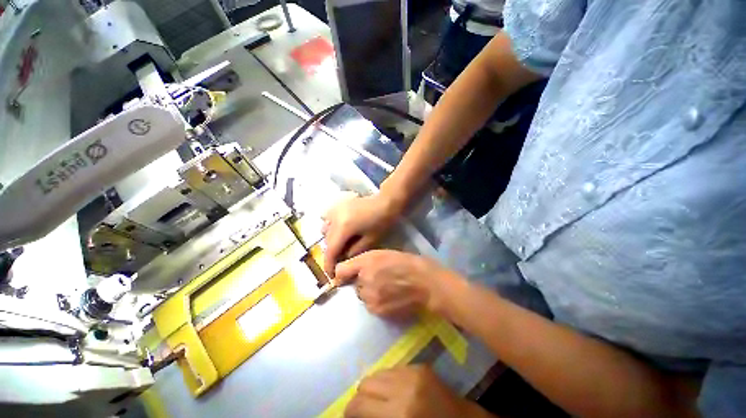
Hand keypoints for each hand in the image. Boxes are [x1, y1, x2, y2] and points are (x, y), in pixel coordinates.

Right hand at [322, 193, 404, 275]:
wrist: (385, 202)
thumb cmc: (381, 222)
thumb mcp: (370, 241)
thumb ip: (353, 252)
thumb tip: (343, 261)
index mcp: (343, 227)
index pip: (330, 250)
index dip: (329, 265)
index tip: (331, 276)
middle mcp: (334, 218)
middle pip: (326, 241)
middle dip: (331, 254)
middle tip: (340, 261)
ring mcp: (334, 210)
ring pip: (325, 231)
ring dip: (331, 240)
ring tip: (341, 245)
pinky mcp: (337, 206)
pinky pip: (327, 220)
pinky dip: (331, 228)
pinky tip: (341, 231)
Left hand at [334, 250, 462, 318]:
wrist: (426, 282)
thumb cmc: (406, 262)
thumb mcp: (383, 253)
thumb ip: (364, 261)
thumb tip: (349, 270)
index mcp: (366, 261)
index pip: (340, 270)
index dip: (343, 272)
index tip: (348, 274)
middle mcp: (364, 279)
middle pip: (353, 284)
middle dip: (362, 281)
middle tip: (378, 278)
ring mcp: (370, 297)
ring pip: (362, 295)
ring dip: (369, 292)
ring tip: (386, 288)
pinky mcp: (378, 311)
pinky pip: (370, 305)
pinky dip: (377, 302)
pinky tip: (391, 297)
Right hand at [344, 365, 488, 417]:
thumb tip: (356, 413)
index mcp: (399, 413)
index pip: (359, 404)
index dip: (350, 411)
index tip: (350, 416)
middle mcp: (404, 386)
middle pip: (367, 382)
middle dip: (362, 397)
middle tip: (365, 409)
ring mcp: (413, 372)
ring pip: (379, 372)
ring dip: (375, 386)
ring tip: (380, 399)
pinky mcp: (420, 366)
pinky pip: (394, 368)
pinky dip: (389, 379)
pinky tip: (395, 390)